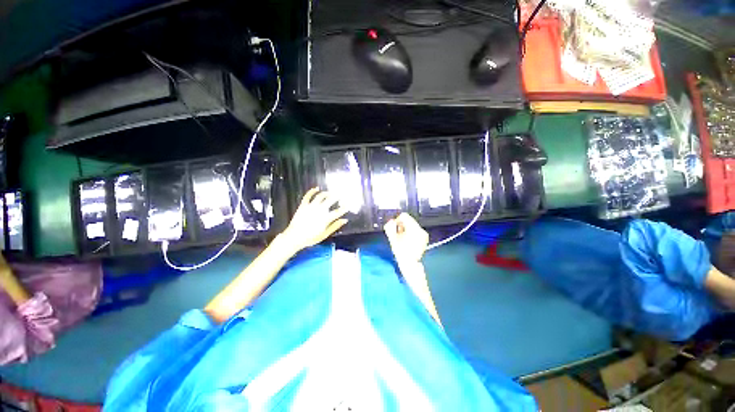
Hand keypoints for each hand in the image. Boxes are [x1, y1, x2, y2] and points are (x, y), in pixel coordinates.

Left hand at [280, 188, 347, 253]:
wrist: (294, 237)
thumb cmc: (310, 238)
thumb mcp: (324, 234)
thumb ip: (335, 226)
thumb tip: (344, 220)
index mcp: (326, 218)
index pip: (338, 211)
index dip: (344, 208)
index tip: (348, 205)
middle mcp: (320, 210)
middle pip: (331, 200)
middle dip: (337, 197)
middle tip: (341, 195)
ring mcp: (311, 206)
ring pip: (321, 196)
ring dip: (327, 193)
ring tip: (330, 193)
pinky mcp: (303, 205)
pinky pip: (308, 196)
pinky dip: (312, 191)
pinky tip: (316, 188)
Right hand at [384, 213, 428, 265]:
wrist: (409, 263)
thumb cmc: (401, 252)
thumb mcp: (392, 238)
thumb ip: (390, 228)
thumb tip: (390, 222)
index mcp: (413, 228)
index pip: (404, 216)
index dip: (397, 220)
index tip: (395, 226)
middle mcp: (420, 229)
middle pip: (409, 220)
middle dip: (402, 225)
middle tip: (398, 233)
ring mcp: (423, 234)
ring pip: (413, 225)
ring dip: (406, 229)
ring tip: (402, 238)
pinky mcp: (424, 239)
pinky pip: (416, 231)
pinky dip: (411, 233)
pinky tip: (407, 241)